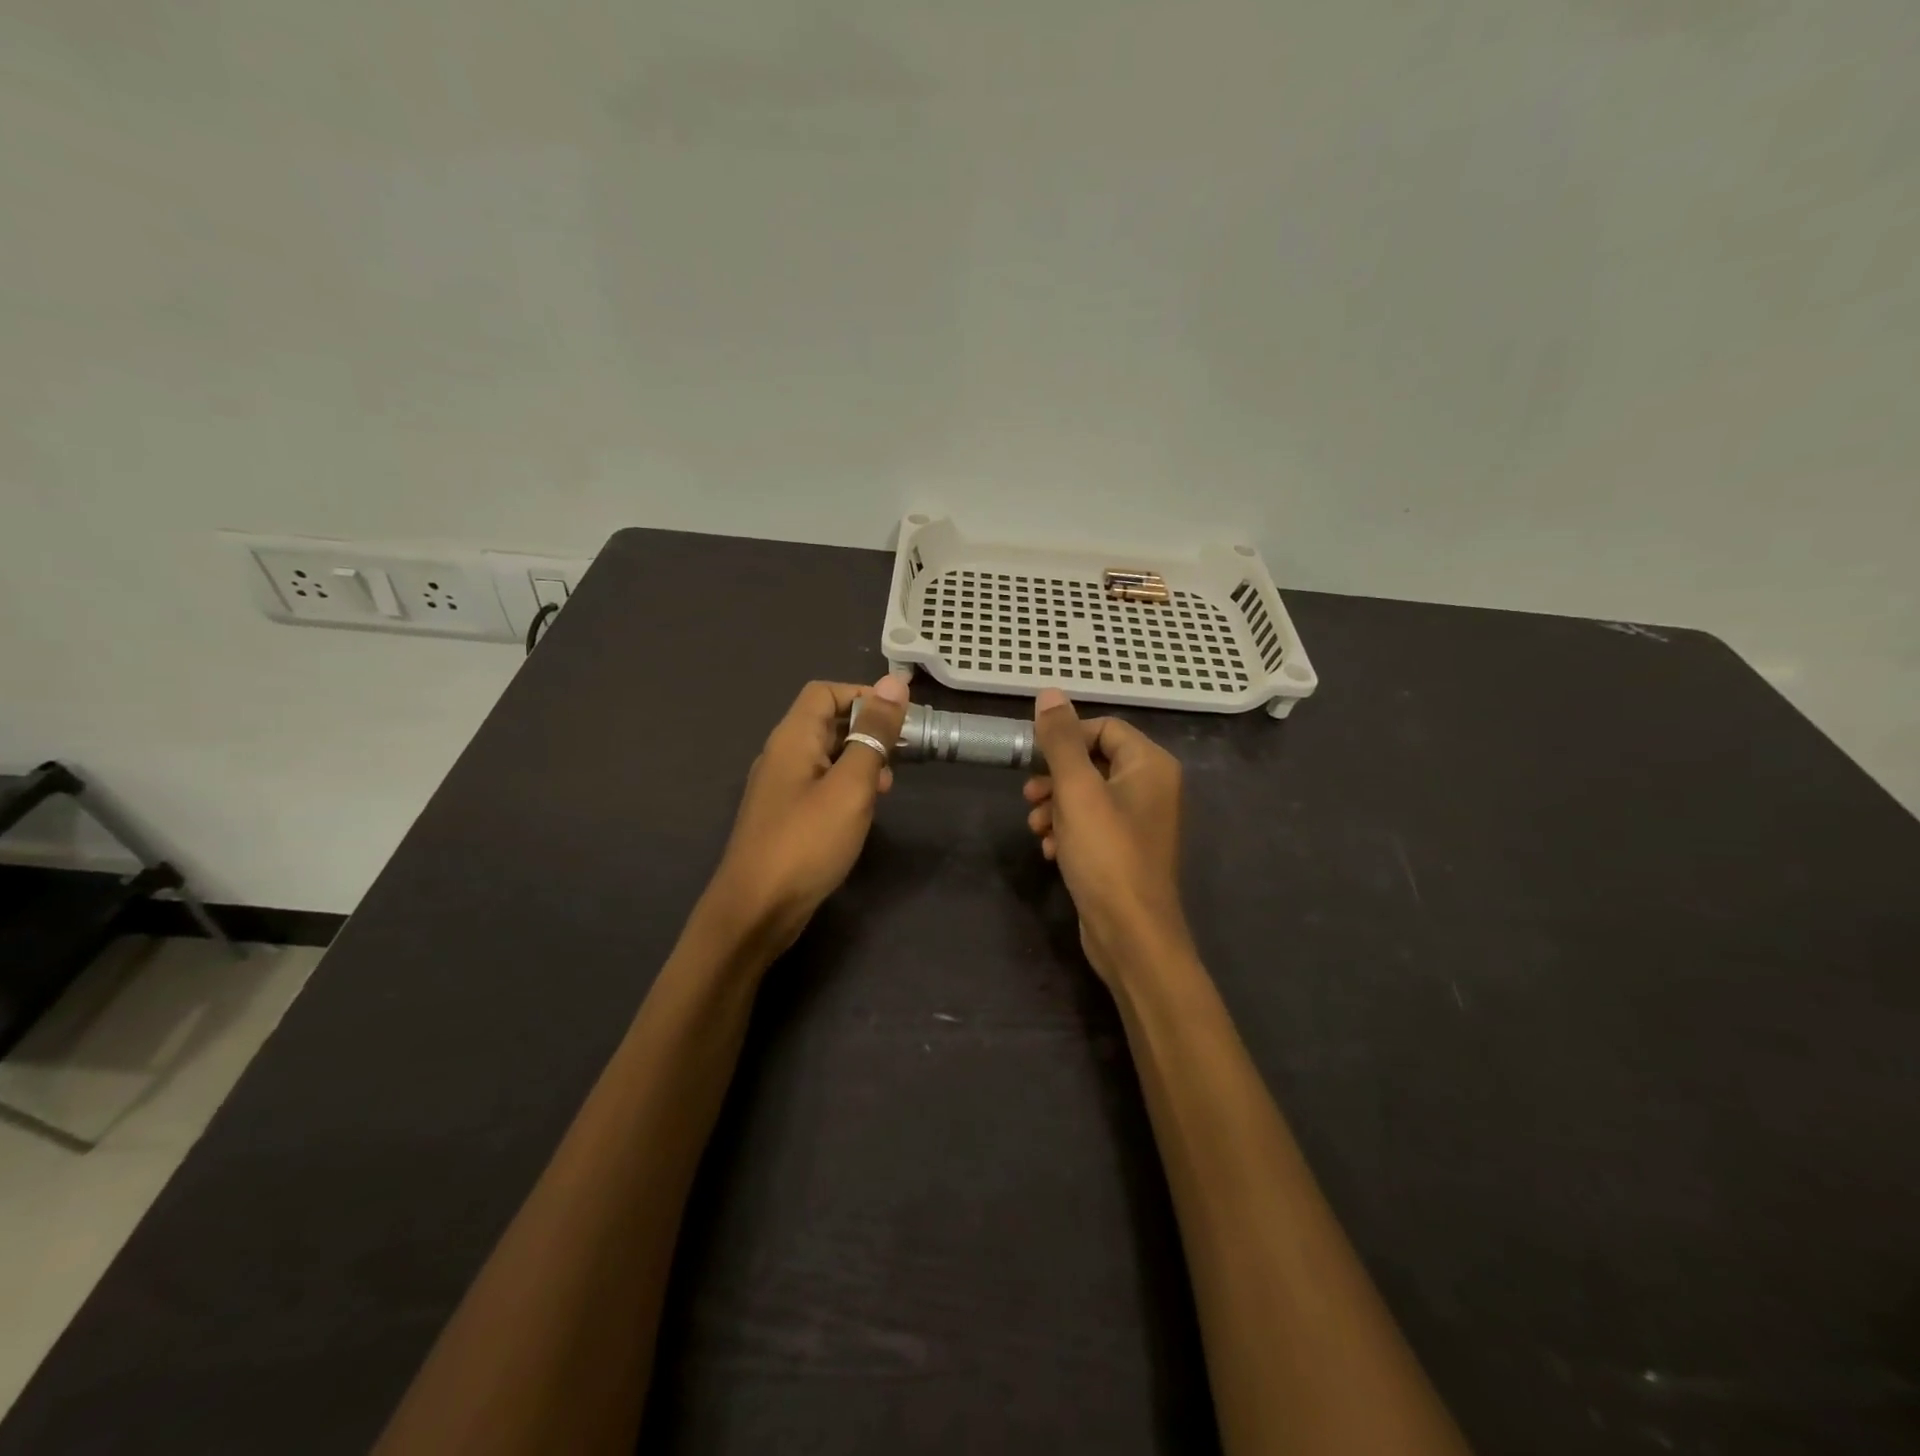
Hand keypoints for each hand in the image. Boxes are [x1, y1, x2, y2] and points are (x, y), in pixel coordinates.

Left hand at [702, 675, 909, 956]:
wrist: (756, 910)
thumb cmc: (807, 842)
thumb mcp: (851, 785)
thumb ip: (873, 734)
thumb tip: (895, 682)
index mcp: (792, 738)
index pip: (825, 692)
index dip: (863, 694)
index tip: (900, 717)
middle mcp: (782, 755)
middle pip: (826, 722)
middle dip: (867, 729)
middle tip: (903, 752)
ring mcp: (781, 788)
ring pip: (826, 756)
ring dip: (860, 760)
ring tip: (887, 785)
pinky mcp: (786, 816)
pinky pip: (820, 785)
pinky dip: (847, 786)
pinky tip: (865, 810)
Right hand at [1025, 689, 1189, 983]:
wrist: (1130, 934)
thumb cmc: (1106, 854)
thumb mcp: (1076, 790)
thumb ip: (1060, 740)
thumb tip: (1049, 693)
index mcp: (1150, 765)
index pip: (1104, 728)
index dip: (1067, 738)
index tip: (1035, 758)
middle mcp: (1152, 788)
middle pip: (1094, 763)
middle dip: (1056, 778)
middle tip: (1029, 795)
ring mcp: (1140, 823)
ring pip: (1088, 797)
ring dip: (1056, 808)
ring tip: (1036, 828)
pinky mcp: (1125, 852)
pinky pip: (1092, 827)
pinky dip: (1068, 833)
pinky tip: (1050, 852)